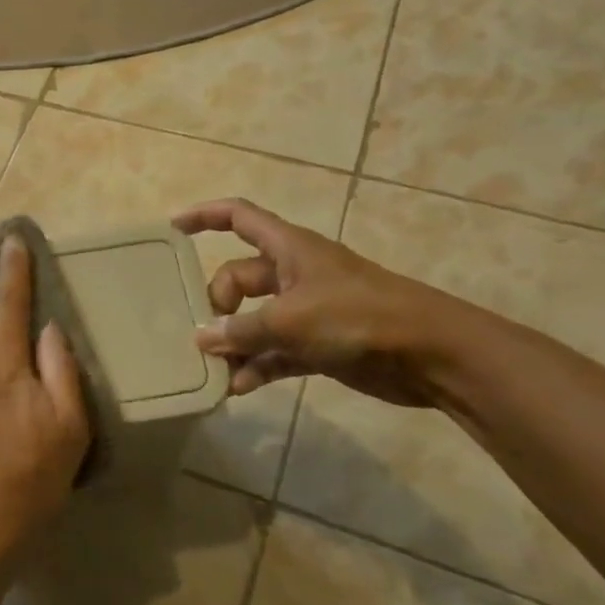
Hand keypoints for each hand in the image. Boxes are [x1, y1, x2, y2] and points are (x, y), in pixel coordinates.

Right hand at [174, 197, 454, 407]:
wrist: (431, 354)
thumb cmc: (358, 317)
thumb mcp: (290, 319)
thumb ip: (241, 330)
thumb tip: (200, 339)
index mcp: (289, 249)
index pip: (238, 217)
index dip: (204, 216)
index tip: (172, 229)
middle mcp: (294, 274)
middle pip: (239, 277)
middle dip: (217, 304)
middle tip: (202, 334)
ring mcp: (307, 311)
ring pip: (255, 320)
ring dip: (234, 343)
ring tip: (211, 369)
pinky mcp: (319, 345)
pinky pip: (274, 352)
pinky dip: (257, 366)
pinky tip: (237, 388)